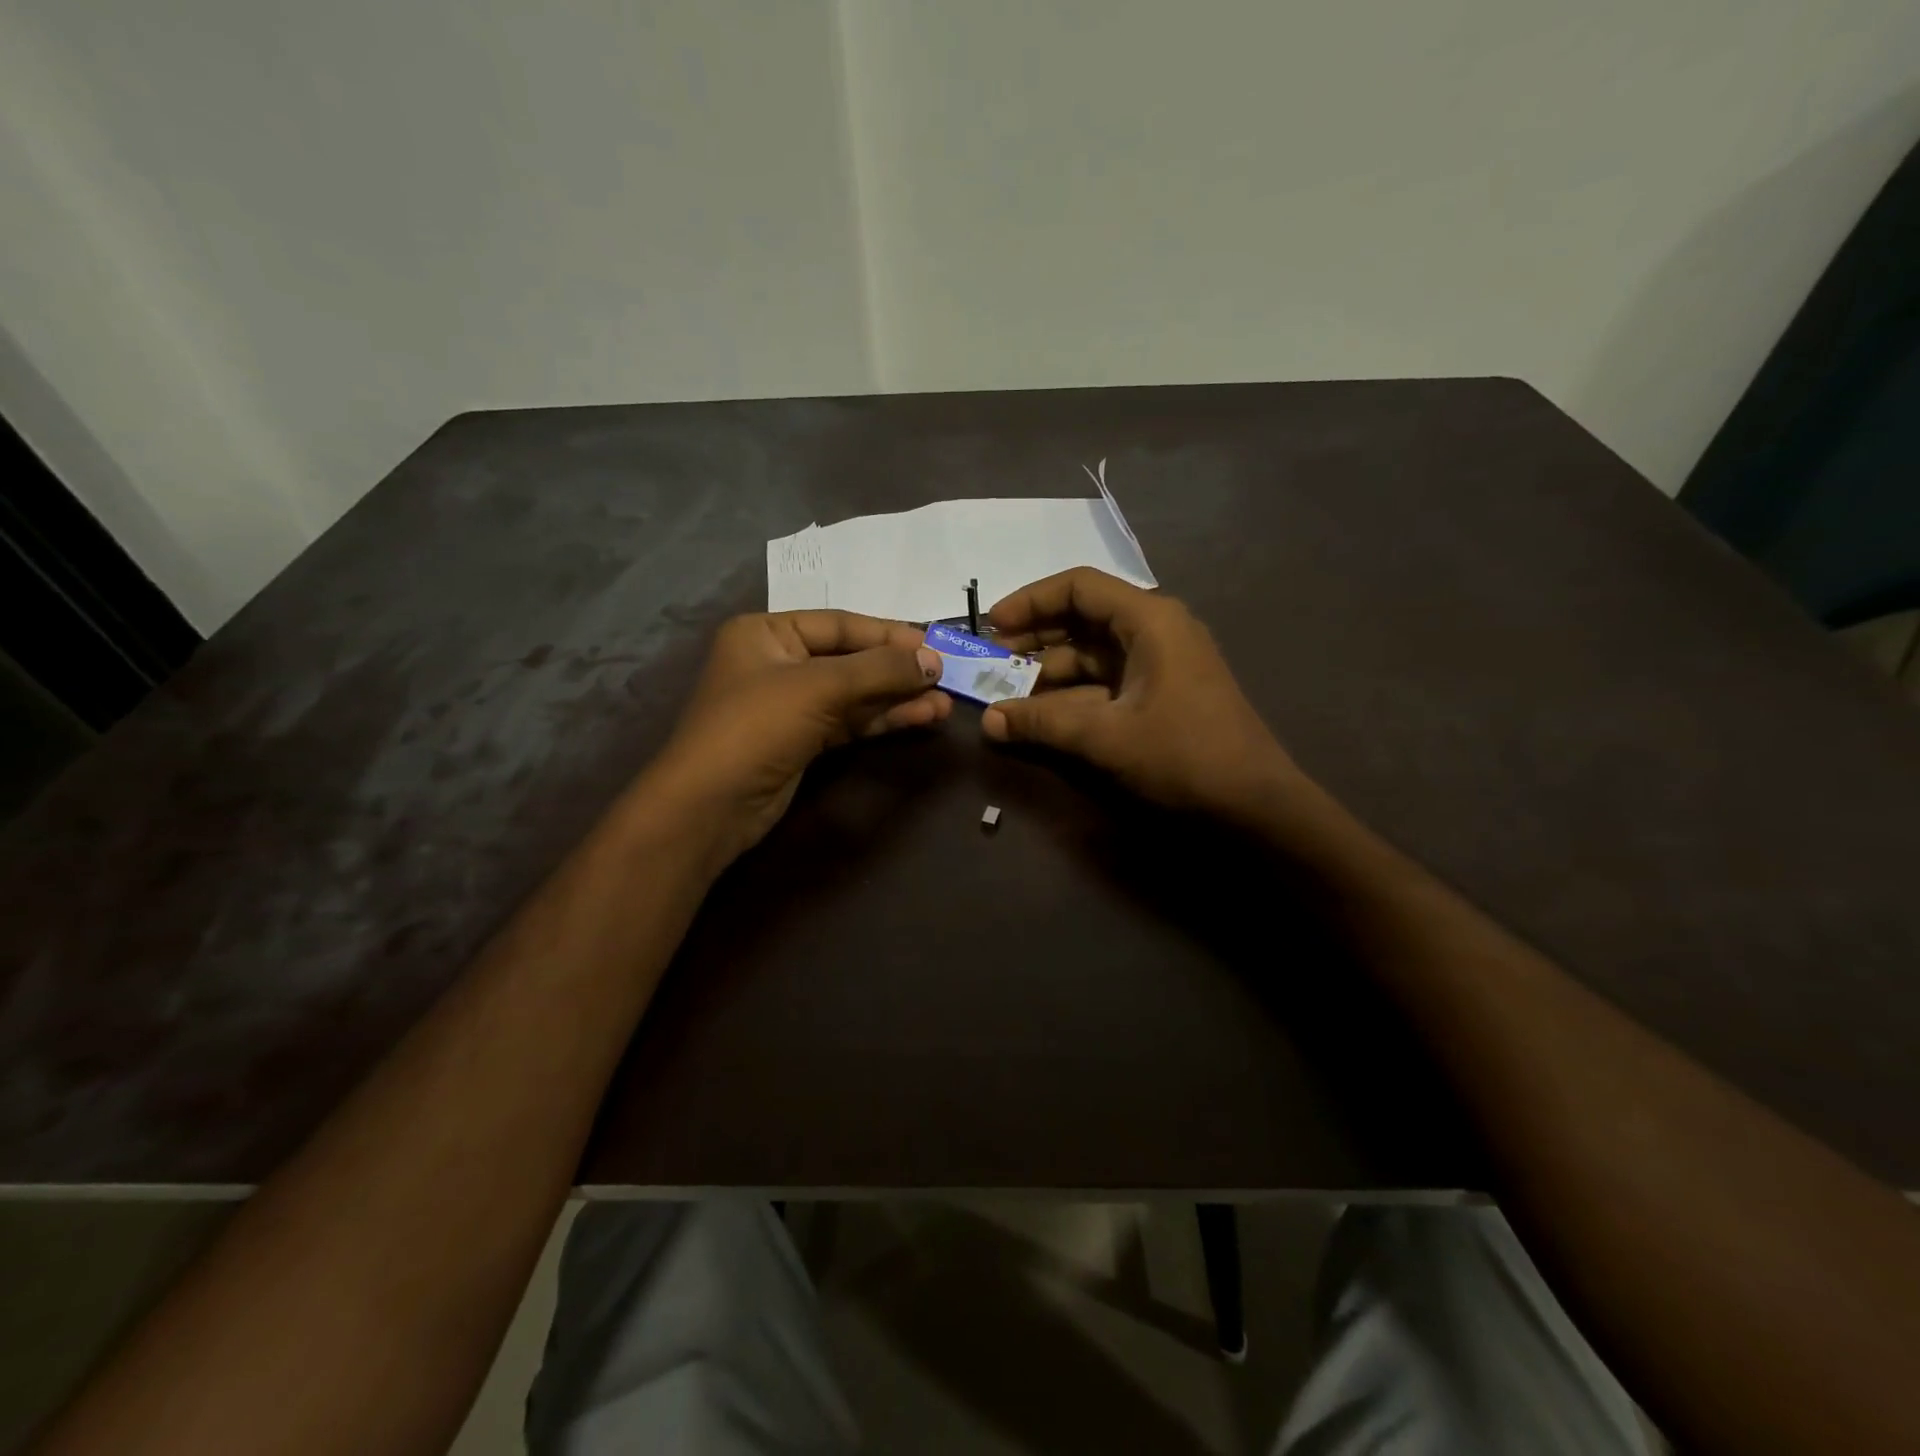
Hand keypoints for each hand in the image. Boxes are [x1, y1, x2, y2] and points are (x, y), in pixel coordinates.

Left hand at [645, 610, 949, 867]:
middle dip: (897, 670)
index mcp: (767, 632)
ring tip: (943, 704)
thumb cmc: (756, 727)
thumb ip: (879, 670)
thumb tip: (934, 661)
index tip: (935, 645)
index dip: (889, 634)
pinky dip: (882, 720)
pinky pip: (849, 721)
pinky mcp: (801, 741)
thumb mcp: (819, 687)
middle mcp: (777, 662)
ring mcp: (790, 705)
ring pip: (854, 694)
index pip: (840, 624)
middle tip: (946, 677)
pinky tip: (919, 718)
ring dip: (897, 698)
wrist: (710, 807)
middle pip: (850, 659)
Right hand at [981, 568, 1302, 817]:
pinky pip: (1106, 681)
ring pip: (1092, 654)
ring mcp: (1160, 663)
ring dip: (1050, 672)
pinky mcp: (1160, 693)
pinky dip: (1073, 694)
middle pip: (1083, 618)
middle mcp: (1155, 630)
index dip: (1030, 602)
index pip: (1079, 587)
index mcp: (1149, 620)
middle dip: (1035, 638)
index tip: (992, 627)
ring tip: (1008, 694)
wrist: (1254, 804)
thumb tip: (988, 721)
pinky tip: (1043, 715)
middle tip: (992, 661)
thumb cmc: (1184, 755)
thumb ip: (1043, 723)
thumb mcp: (1106, 736)